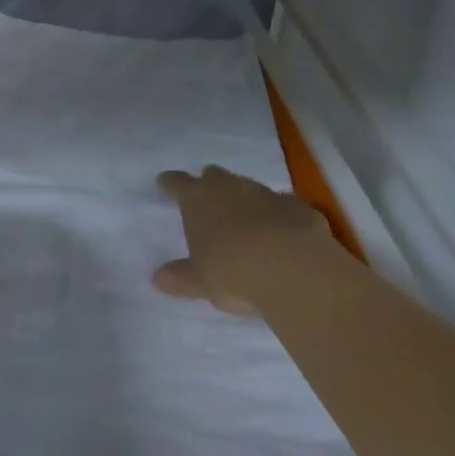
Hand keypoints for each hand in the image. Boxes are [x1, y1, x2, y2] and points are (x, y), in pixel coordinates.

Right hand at [153, 166, 329, 314]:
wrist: (292, 267)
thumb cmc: (232, 270)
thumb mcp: (201, 280)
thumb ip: (181, 277)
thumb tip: (157, 279)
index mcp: (197, 198)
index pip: (177, 183)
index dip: (170, 184)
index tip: (164, 183)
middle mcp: (228, 187)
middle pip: (214, 176)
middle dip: (210, 185)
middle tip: (209, 202)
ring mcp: (264, 193)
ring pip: (248, 188)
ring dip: (245, 201)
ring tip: (247, 223)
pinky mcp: (297, 207)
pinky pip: (283, 207)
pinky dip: (279, 217)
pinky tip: (283, 236)